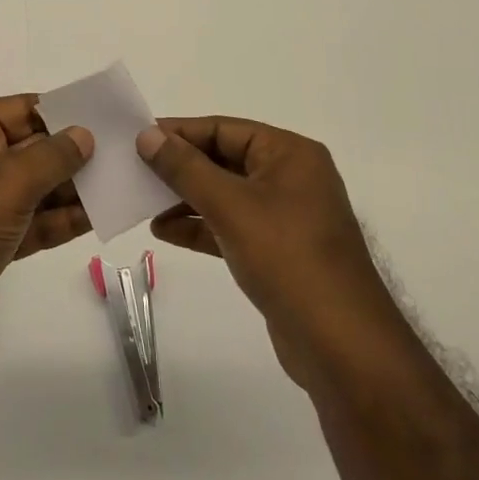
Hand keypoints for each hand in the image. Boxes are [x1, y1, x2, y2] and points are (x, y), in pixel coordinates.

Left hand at [0, 95, 92, 369]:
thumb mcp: (8, 182)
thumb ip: (51, 156)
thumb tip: (83, 134)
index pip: (14, 110)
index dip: (54, 110)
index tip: (97, 114)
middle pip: (27, 148)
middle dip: (69, 152)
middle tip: (117, 151)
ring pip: (33, 188)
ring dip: (70, 188)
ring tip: (116, 183)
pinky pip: (32, 222)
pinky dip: (60, 220)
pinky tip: (97, 217)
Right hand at [137, 117, 417, 396]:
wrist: (343, 350)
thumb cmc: (289, 259)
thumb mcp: (231, 206)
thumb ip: (185, 168)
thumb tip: (147, 136)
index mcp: (290, 154)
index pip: (224, 129)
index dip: (179, 132)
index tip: (138, 138)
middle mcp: (290, 178)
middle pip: (223, 159)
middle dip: (180, 167)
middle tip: (134, 170)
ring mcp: (286, 217)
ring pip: (225, 194)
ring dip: (185, 198)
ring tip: (143, 203)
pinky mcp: (278, 252)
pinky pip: (231, 226)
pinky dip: (200, 226)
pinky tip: (164, 231)